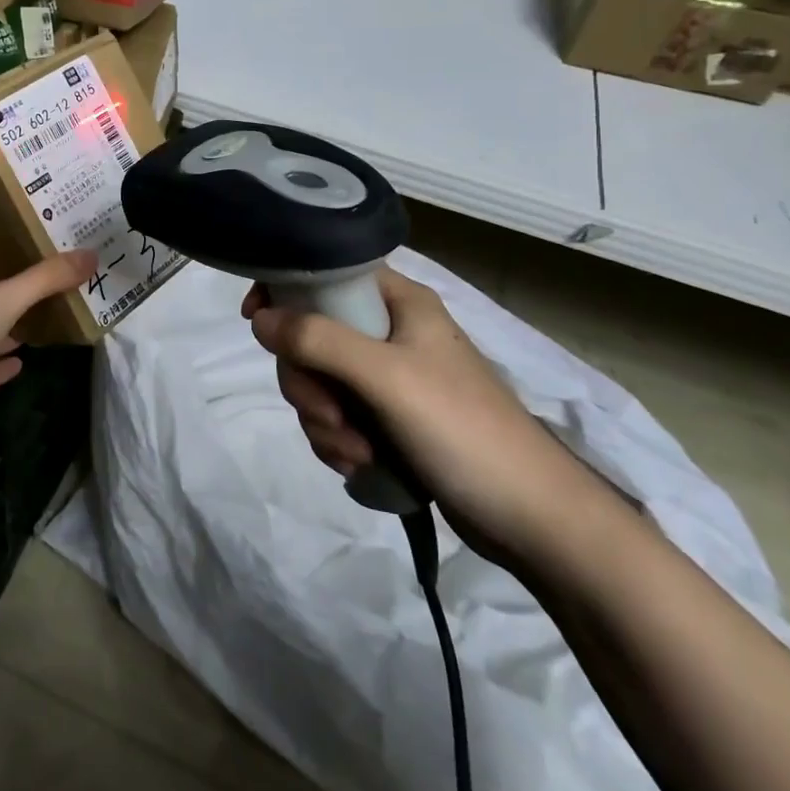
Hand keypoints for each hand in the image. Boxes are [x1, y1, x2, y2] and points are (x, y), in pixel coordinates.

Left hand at [0, 251, 97, 414]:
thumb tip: (92, 254)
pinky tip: (25, 362)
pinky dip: (2, 365)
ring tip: (54, 319)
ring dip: (14, 329)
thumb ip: (47, 278)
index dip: (18, 253)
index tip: (55, 250)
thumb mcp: (3, 299)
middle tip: (66, 284)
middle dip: (23, 293)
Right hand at [243, 268, 614, 570]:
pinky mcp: (388, 420)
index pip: (327, 272)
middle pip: (312, 336)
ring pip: (319, 382)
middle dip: (310, 383)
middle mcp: (390, 333)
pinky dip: (338, 441)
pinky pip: (335, 417)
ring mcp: (389, 379)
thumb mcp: (386, 377)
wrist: (532, 519)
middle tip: (331, 414)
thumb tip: (259, 319)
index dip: (287, 289)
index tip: (257, 320)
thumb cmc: (463, 430)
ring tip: (359, 451)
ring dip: (324, 421)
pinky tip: (362, 465)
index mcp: (399, 303)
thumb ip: (319, 341)